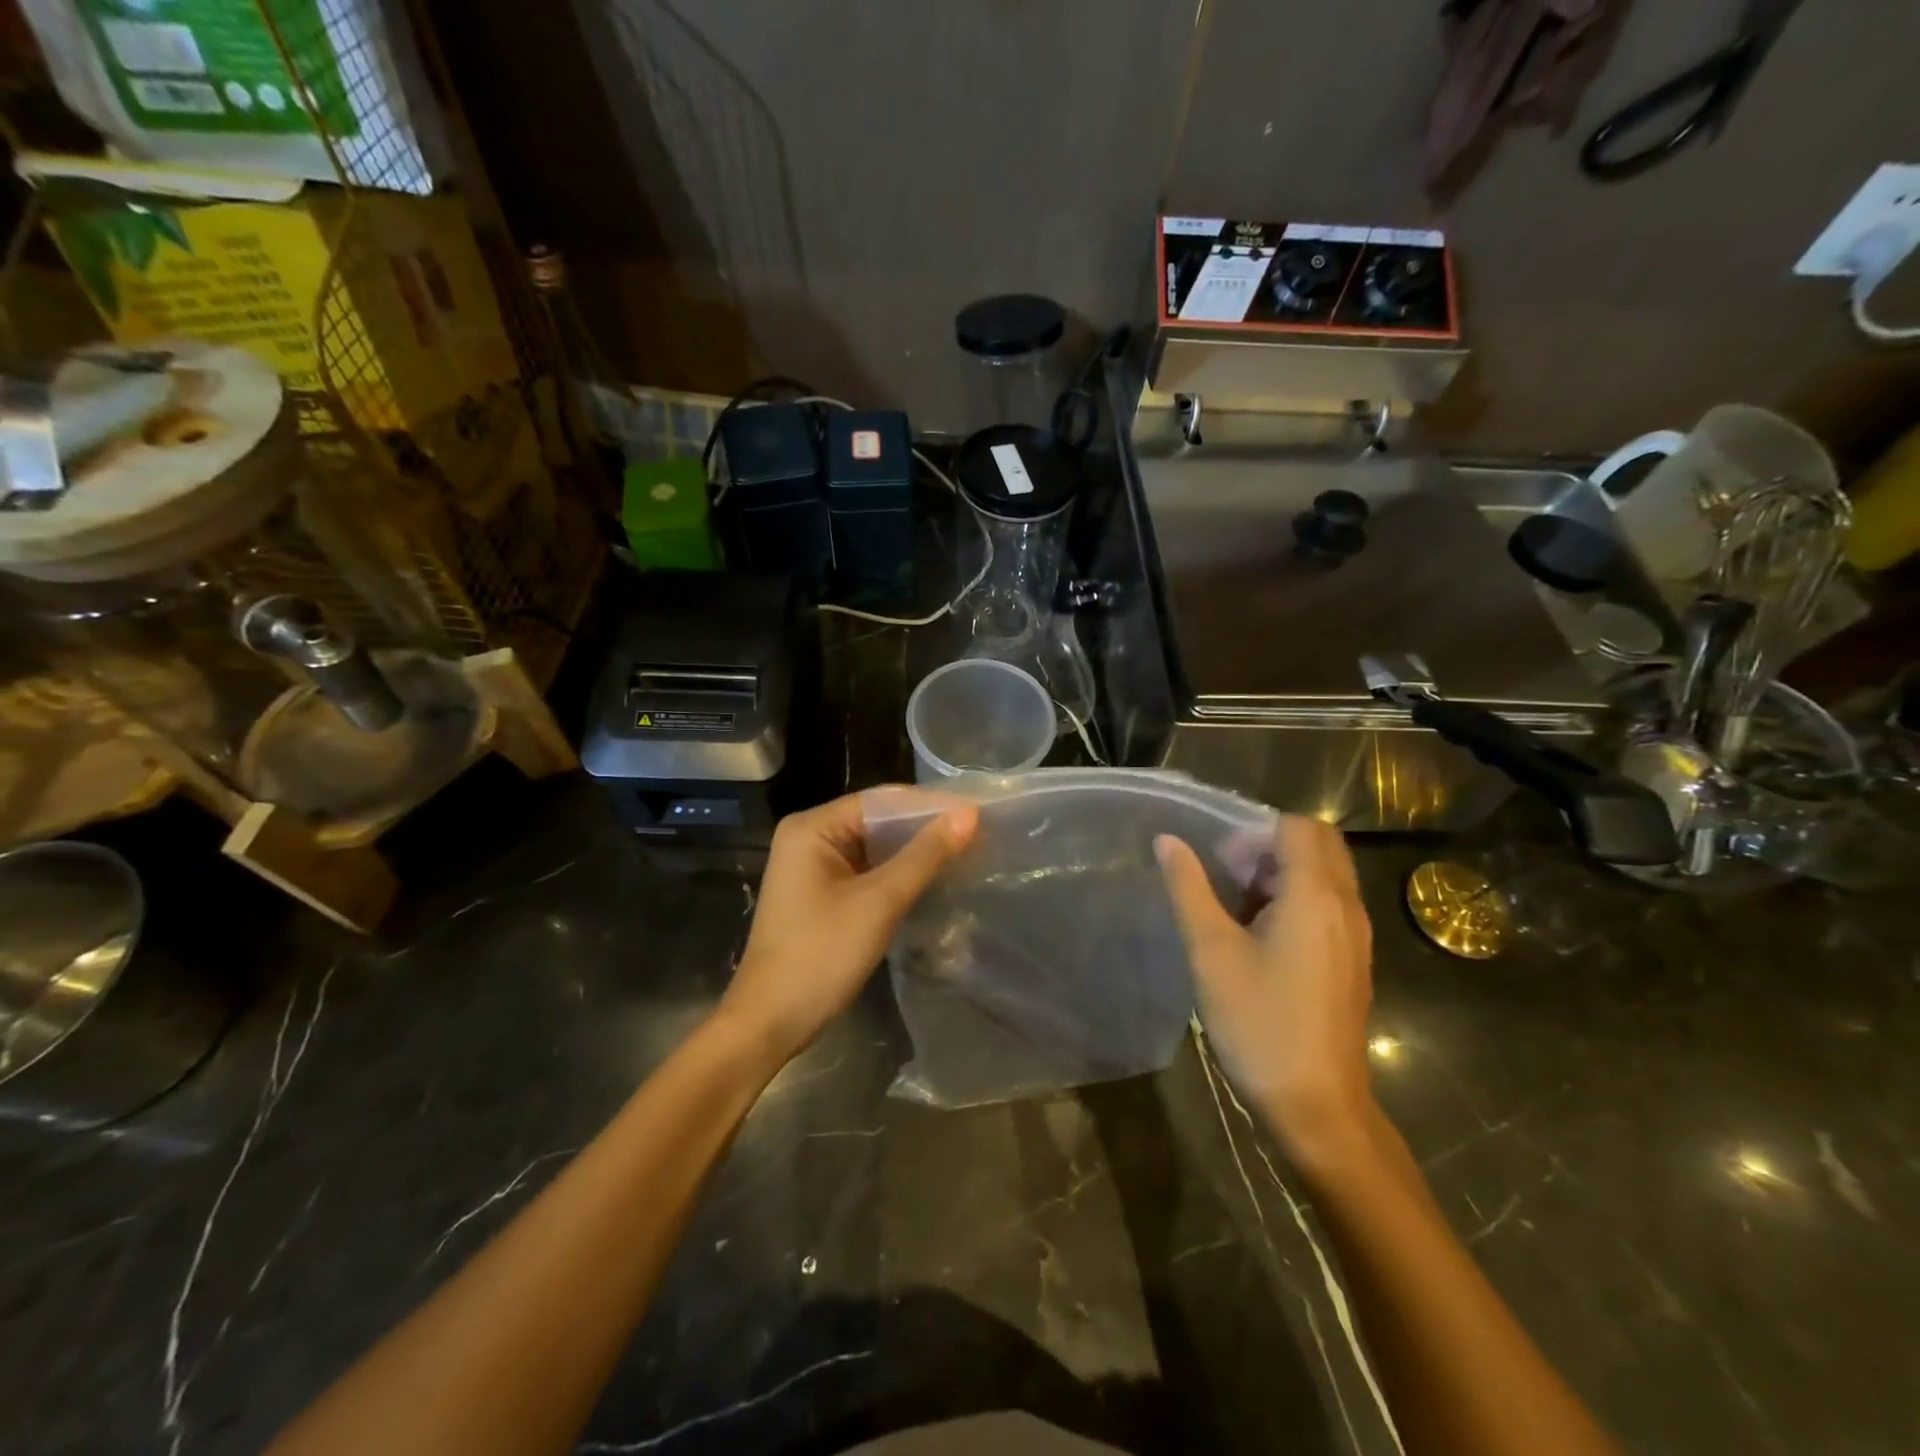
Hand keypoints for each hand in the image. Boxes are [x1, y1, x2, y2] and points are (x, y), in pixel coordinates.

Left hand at [718, 790, 977, 1067]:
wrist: (769, 1024)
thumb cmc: (820, 956)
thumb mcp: (879, 902)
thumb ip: (925, 855)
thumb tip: (970, 814)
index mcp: (812, 826)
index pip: (882, 800)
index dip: (932, 804)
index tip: (979, 811)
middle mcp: (810, 837)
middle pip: (878, 821)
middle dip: (926, 828)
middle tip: (980, 833)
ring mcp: (813, 867)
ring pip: (875, 847)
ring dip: (915, 852)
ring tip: (967, 852)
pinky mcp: (821, 894)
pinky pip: (867, 871)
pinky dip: (898, 874)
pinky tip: (933, 878)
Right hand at [1156, 816, 1375, 1169]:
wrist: (1317, 1106)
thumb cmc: (1259, 1024)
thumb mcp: (1211, 952)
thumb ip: (1188, 888)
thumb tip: (1168, 841)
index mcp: (1315, 896)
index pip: (1296, 826)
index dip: (1253, 832)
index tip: (1219, 862)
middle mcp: (1346, 906)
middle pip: (1318, 843)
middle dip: (1269, 847)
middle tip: (1228, 876)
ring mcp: (1356, 935)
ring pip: (1325, 874)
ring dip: (1282, 873)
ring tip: (1236, 908)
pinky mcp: (1353, 960)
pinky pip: (1329, 904)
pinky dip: (1296, 900)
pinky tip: (1260, 938)